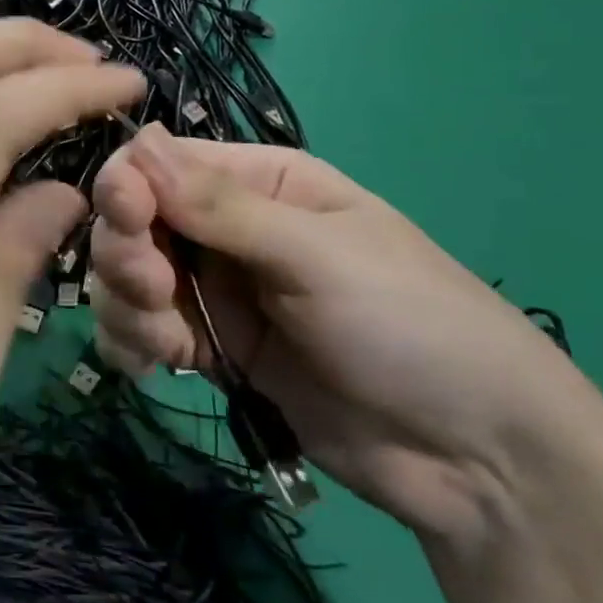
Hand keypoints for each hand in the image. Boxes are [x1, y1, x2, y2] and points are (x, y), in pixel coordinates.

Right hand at [89, 125, 594, 542]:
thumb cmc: (409, 324)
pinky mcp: (211, 351)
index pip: (162, 163)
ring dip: (127, 305)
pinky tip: (153, 366)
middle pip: (134, 221)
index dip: (129, 185)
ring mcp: (217, 292)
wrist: (475, 458)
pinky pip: (142, 332)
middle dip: (127, 253)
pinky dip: (133, 344)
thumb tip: (137, 144)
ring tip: (167, 343)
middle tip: (154, 289)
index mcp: (260, 182)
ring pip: (127, 278)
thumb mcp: (318, 254)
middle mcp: (227, 229)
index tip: (127, 219)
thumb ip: (221, 206)